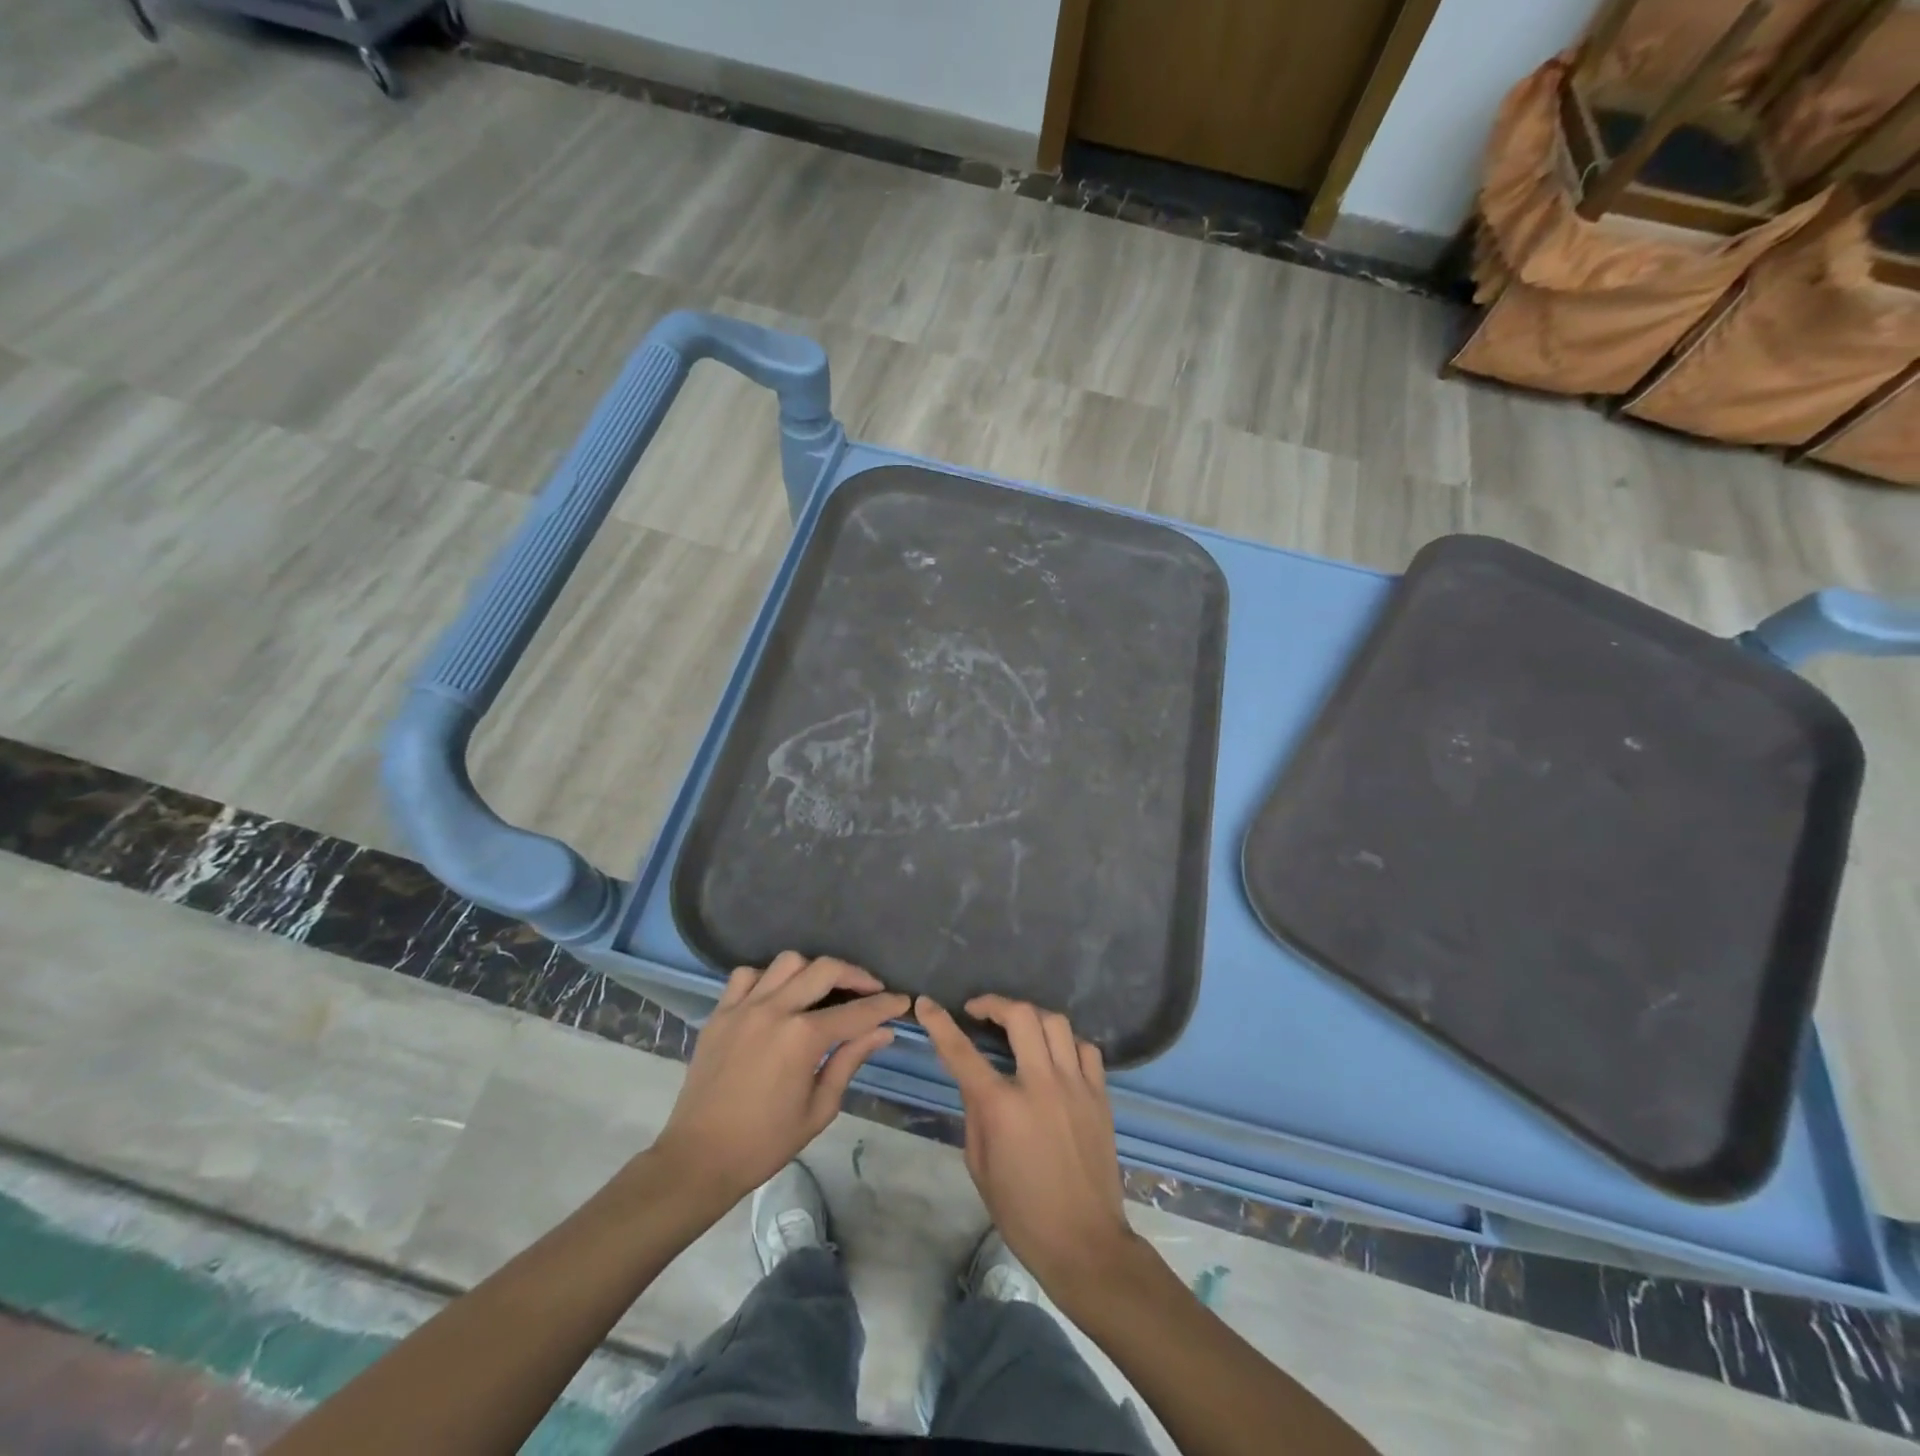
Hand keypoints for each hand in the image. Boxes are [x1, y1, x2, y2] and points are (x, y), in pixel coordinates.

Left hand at [652, 953, 909, 1209]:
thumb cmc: (765, 1142)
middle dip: (856, 974)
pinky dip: (767, 977)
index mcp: (802, 1038)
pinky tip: (777, 996)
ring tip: (822, 989)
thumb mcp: (819, 1108)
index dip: (885, 1005)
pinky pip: (746, 975)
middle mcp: (775, 1010)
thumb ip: (850, 1061)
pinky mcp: (720, 1013)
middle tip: (871, 989)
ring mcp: (744, 1007)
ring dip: (812, 970)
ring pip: (787, 962)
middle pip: (825, 969)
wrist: (699, 1159)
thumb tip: (882, 1032)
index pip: (856, 1012)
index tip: (902, 1001)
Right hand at [916, 994, 1138, 1298]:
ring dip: (1031, 1016)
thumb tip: (977, 1082)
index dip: (939, 1023)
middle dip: (994, 1004)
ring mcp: (1075, 1086)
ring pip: (1056, 1022)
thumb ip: (975, 1114)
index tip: (926, 1003)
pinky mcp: (1100, 1095)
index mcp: (1002, 1107)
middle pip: (1020, 1016)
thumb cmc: (1022, 1213)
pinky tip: (1056, 1054)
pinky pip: (1085, 1049)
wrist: (1084, 1243)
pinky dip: (1067, 1043)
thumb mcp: (979, 1166)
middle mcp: (1039, 1085)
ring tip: (1018, 1027)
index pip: (962, 1052)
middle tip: (979, 1011)